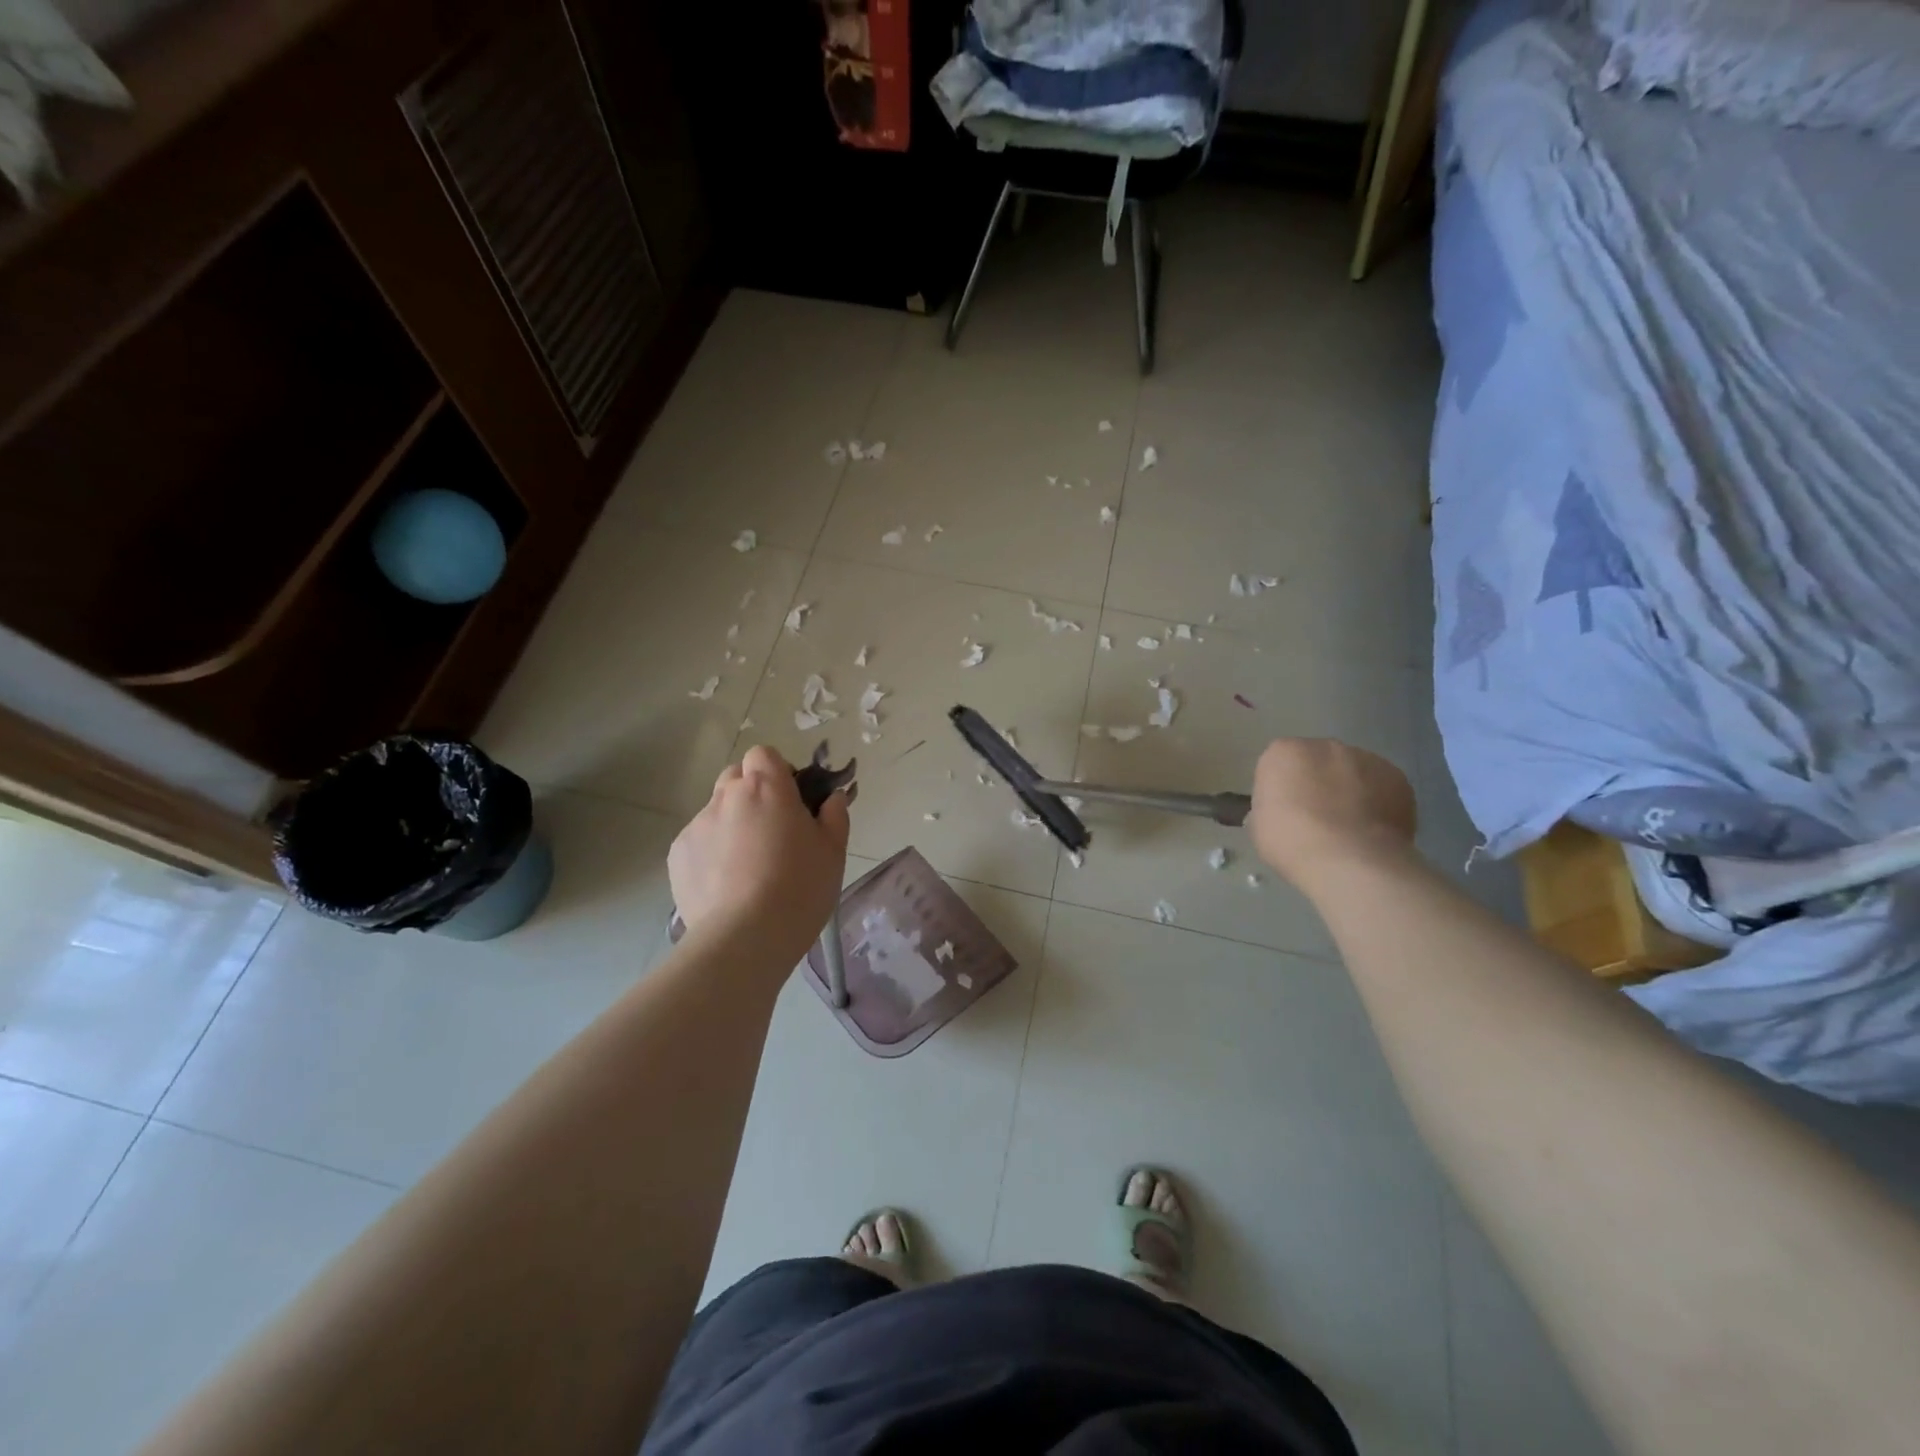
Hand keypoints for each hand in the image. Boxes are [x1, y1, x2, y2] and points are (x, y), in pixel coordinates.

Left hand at [668, 746, 851, 949]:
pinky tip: (726, 885)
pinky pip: (698, 841)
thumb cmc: (799, 888)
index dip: (777, 772)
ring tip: (747, 866)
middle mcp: (726, 797)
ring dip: (732, 824)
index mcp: (766, 788)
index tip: (792, 801)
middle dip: (752, 793)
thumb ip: (834, 814)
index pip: (764, 754)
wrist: (745, 938)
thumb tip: (831, 797)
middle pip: (736, 777)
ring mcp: (696, 826)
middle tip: (772, 830)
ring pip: (716, 811)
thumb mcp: (833, 851)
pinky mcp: (677, 856)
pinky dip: (712, 853)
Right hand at [1248, 738, 1416, 894]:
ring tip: (1351, 827)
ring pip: (1354, 772)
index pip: (1280, 763)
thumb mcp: (1259, 825)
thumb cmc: (1291, 841)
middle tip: (1318, 818)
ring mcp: (1366, 758)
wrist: (1350, 860)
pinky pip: (1382, 788)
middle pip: (1319, 761)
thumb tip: (1283, 811)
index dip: (1282, 788)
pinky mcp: (1398, 778)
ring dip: (1351, 790)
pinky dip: (1378, 803)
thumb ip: (1271, 806)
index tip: (1285, 812)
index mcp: (1284, 752)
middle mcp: (1326, 746)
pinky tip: (1373, 830)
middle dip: (1319, 782)